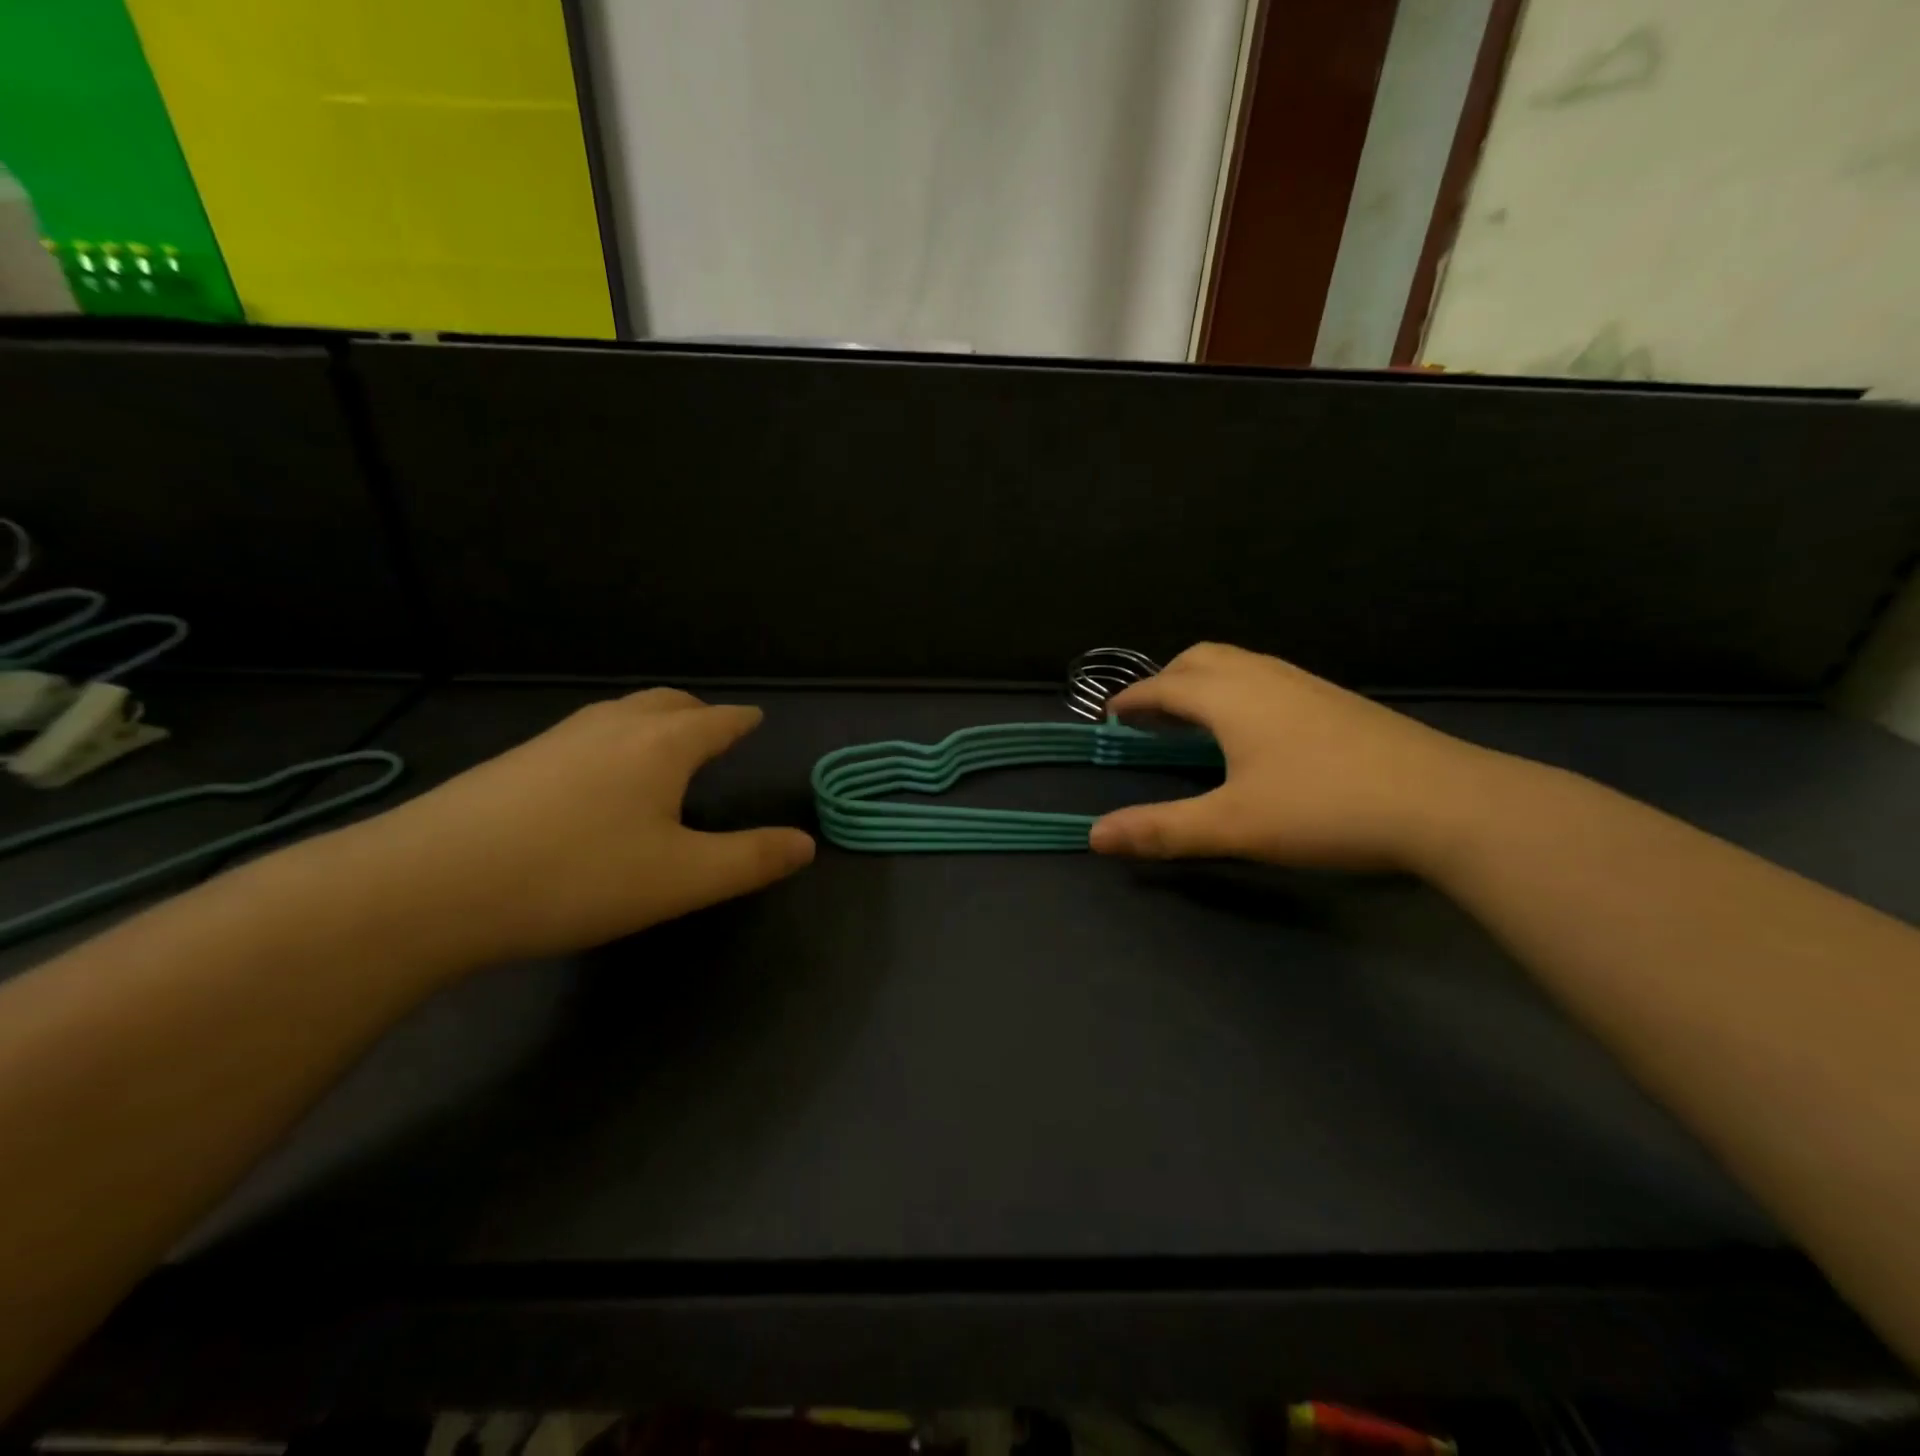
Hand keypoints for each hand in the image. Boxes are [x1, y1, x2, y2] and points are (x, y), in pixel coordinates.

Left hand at [319, 689, 813, 967]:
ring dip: (652, 720)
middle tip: (714, 725)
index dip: (740, 721)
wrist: (428, 886)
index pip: (716, 721)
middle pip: (667, 703)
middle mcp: (612, 728)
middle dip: (698, 711)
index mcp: (661, 746)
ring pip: (620, 713)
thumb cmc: (576, 876)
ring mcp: (556, 740)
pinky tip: (595, 775)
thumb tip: (807, 842)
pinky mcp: (514, 762)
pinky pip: (584, 734)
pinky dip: (613, 738)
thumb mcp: (681, 879)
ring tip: (662, 744)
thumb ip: (750, 859)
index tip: (754, 718)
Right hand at [1089, 642, 1500, 871]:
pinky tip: (1255, 731)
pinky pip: (1269, 678)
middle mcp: (1265, 677)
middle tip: (1151, 715)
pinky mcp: (1337, 701)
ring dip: (1205, 682)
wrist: (1445, 803)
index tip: (1110, 714)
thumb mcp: (1233, 826)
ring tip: (1196, 720)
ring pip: (1240, 664)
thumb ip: (1161, 828)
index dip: (1133, 699)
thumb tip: (1095, 836)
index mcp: (1231, 697)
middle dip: (1167, 679)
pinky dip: (1239, 690)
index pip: (1166, 686)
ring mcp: (1307, 684)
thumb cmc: (1325, 808)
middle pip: (1202, 658)